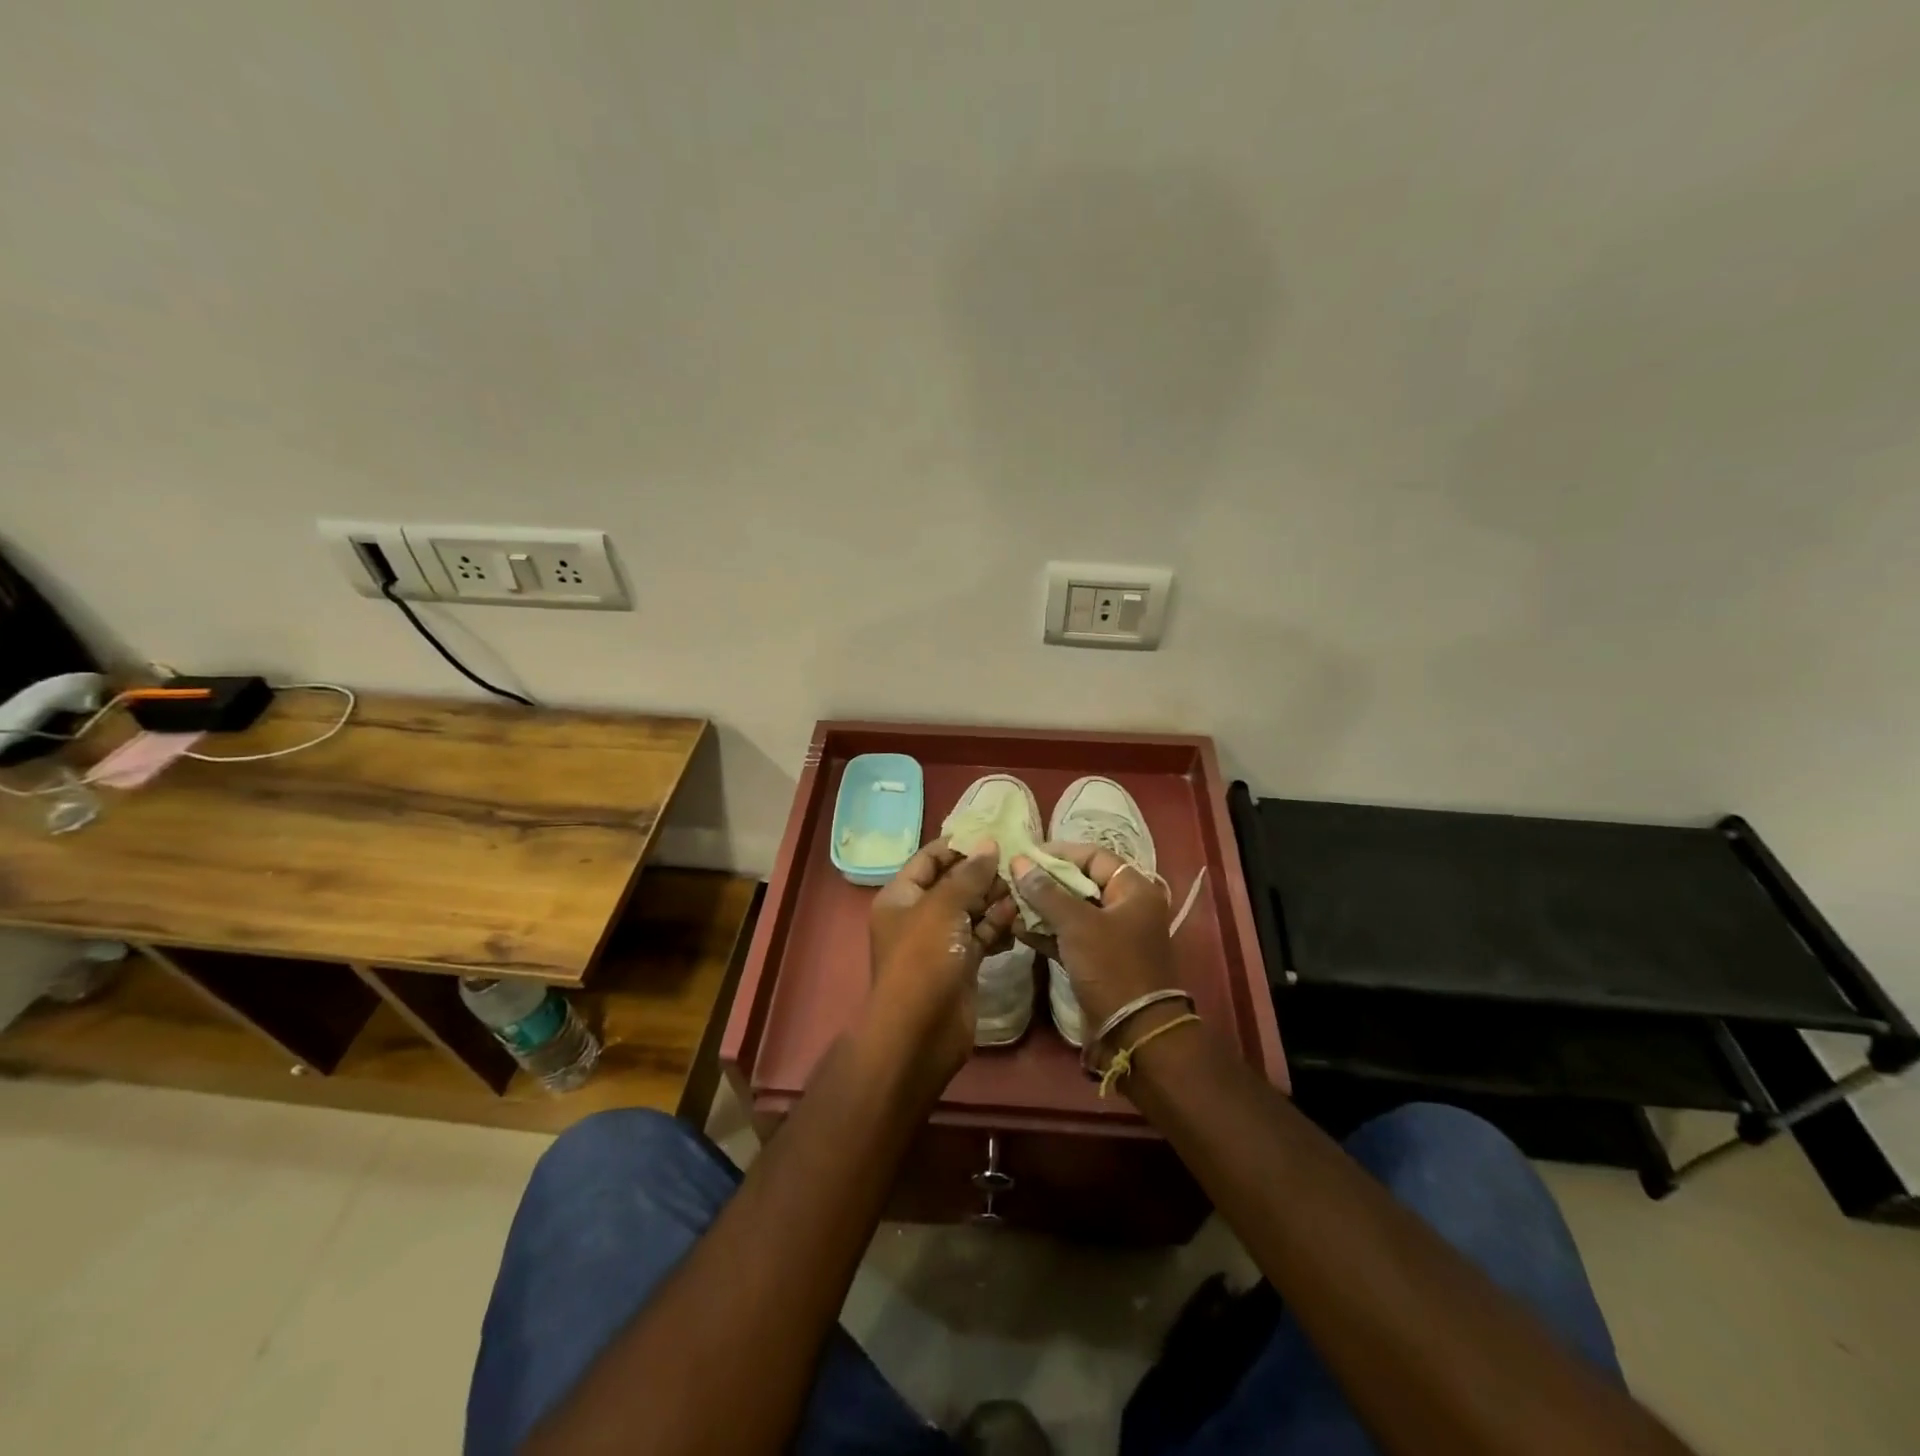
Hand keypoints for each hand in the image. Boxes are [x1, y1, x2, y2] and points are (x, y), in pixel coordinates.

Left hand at [868, 841, 1016, 1086]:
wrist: (920, 1033)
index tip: (994, 835)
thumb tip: (989, 844)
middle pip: (954, 883)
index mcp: (901, 896)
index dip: (959, 845)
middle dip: (984, 874)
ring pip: (972, 910)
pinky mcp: (961, 964)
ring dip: (996, 900)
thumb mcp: (943, 907)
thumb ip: (968, 874)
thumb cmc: (924, 959)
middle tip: (1018, 865)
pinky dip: (998, 927)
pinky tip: (1020, 921)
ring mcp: (940, 941)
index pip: (929, 858)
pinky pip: (982, 936)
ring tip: (1024, 891)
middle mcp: (919, 915)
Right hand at [1010, 843, 1177, 1036]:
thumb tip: (1019, 862)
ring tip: (1009, 901)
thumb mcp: (1077, 924)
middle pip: (1081, 883)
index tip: (1028, 854)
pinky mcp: (1097, 960)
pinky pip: (1069, 937)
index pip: (1095, 856)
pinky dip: (1047, 932)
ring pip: (1072, 911)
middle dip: (1046, 881)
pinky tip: (1017, 928)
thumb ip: (1046, 891)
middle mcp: (1126, 907)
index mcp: (1134, 890)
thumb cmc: (1111, 966)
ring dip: (1042, 907)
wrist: (1133, 1032)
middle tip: (1013, 877)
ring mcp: (1112, 936)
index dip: (1061, 852)